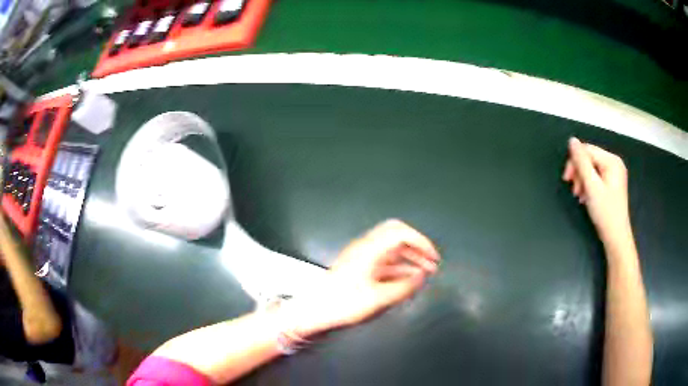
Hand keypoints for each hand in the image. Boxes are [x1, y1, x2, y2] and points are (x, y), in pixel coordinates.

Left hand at [294, 219, 439, 334]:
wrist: (315, 310)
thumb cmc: (344, 303)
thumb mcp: (378, 299)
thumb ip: (404, 287)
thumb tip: (422, 276)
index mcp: (370, 249)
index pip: (401, 232)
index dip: (421, 242)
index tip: (433, 257)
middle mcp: (366, 247)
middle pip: (396, 234)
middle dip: (416, 246)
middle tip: (431, 261)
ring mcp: (361, 256)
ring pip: (391, 247)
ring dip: (409, 256)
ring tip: (425, 270)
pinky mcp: (359, 266)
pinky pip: (384, 259)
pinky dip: (399, 265)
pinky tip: (408, 278)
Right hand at [563, 138, 632, 247]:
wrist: (616, 238)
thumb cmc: (605, 212)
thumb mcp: (592, 186)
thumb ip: (582, 162)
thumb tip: (572, 141)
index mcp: (612, 161)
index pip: (588, 151)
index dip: (575, 161)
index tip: (566, 179)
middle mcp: (614, 163)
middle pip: (590, 159)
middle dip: (579, 172)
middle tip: (574, 190)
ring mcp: (614, 174)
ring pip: (591, 168)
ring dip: (582, 180)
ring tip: (579, 196)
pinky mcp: (611, 184)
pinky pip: (595, 177)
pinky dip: (588, 185)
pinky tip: (585, 196)